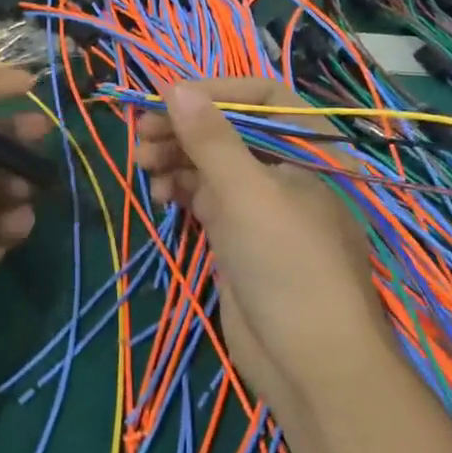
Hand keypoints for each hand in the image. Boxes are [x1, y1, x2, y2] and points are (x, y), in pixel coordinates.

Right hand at [133, 78, 392, 419]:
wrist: (311, 366)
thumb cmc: (288, 266)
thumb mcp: (247, 194)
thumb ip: (210, 139)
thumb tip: (173, 86)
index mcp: (309, 150)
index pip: (263, 96)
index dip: (215, 91)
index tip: (166, 98)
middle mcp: (287, 171)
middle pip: (232, 131)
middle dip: (186, 129)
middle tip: (141, 137)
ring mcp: (263, 207)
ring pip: (215, 165)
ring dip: (178, 159)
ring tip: (145, 166)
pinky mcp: (241, 239)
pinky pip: (208, 200)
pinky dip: (183, 190)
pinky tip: (160, 194)